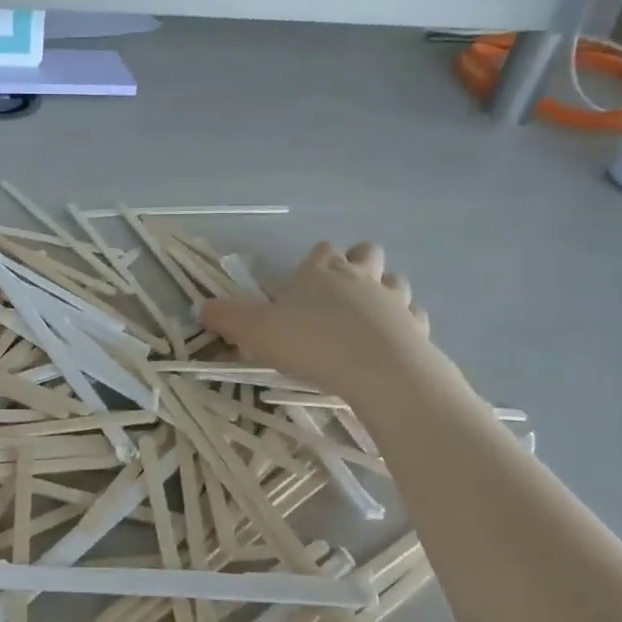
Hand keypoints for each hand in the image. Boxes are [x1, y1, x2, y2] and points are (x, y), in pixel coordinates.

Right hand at [200, 241, 432, 400]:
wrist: (379, 371)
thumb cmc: (312, 343)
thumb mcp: (256, 332)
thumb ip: (228, 319)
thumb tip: (203, 308)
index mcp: (322, 271)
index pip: (322, 250)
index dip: (313, 262)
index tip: (302, 284)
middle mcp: (361, 277)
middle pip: (366, 253)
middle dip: (357, 265)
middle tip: (338, 295)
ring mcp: (395, 301)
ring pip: (396, 282)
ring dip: (384, 292)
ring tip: (366, 319)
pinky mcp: (418, 329)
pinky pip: (414, 319)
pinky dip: (404, 327)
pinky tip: (391, 345)